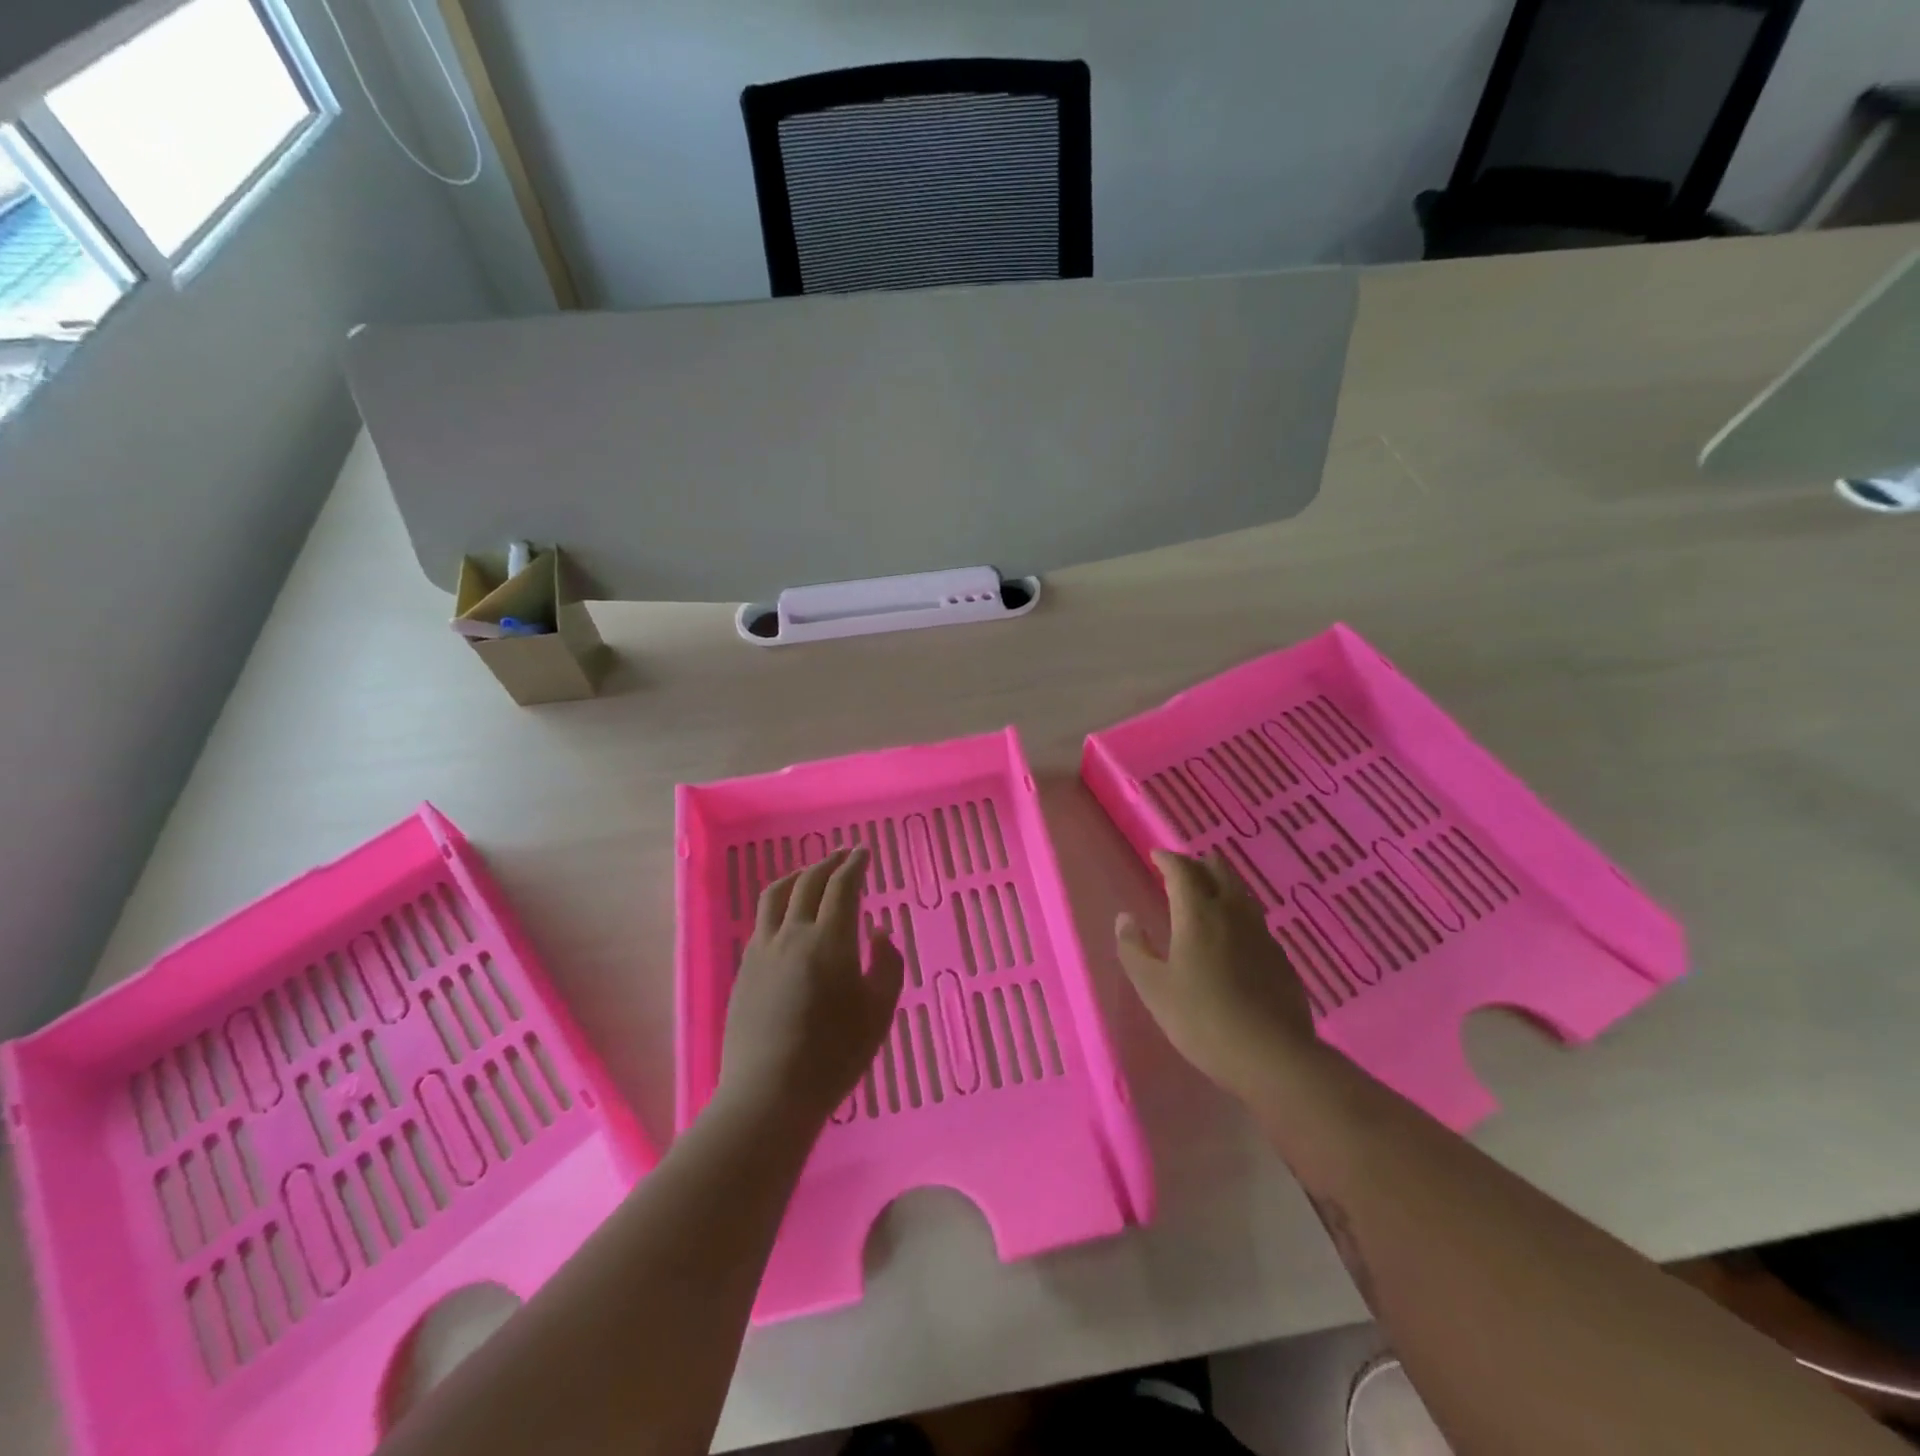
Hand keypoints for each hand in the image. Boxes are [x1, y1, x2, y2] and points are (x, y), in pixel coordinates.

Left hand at [721, 847, 904, 1126]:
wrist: (770, 1092)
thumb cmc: (836, 1054)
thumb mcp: (880, 1010)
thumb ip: (887, 964)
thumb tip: (877, 932)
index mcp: (830, 939)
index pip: (842, 886)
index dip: (855, 865)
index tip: (864, 852)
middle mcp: (793, 933)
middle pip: (808, 882)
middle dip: (828, 863)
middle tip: (843, 856)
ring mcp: (763, 949)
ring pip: (776, 895)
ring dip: (798, 876)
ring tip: (810, 874)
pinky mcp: (745, 968)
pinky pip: (763, 920)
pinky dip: (779, 902)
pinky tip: (787, 915)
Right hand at [1116, 849, 1318, 1098]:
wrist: (1273, 1057)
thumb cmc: (1202, 1019)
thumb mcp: (1154, 988)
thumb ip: (1134, 949)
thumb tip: (1125, 918)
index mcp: (1198, 914)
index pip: (1182, 871)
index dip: (1168, 859)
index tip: (1156, 856)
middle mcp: (1232, 913)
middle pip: (1218, 872)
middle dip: (1198, 864)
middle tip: (1181, 871)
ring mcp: (1261, 934)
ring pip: (1241, 893)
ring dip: (1221, 884)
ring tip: (1207, 894)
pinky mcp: (1280, 958)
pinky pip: (1255, 920)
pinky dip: (1238, 913)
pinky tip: (1233, 935)